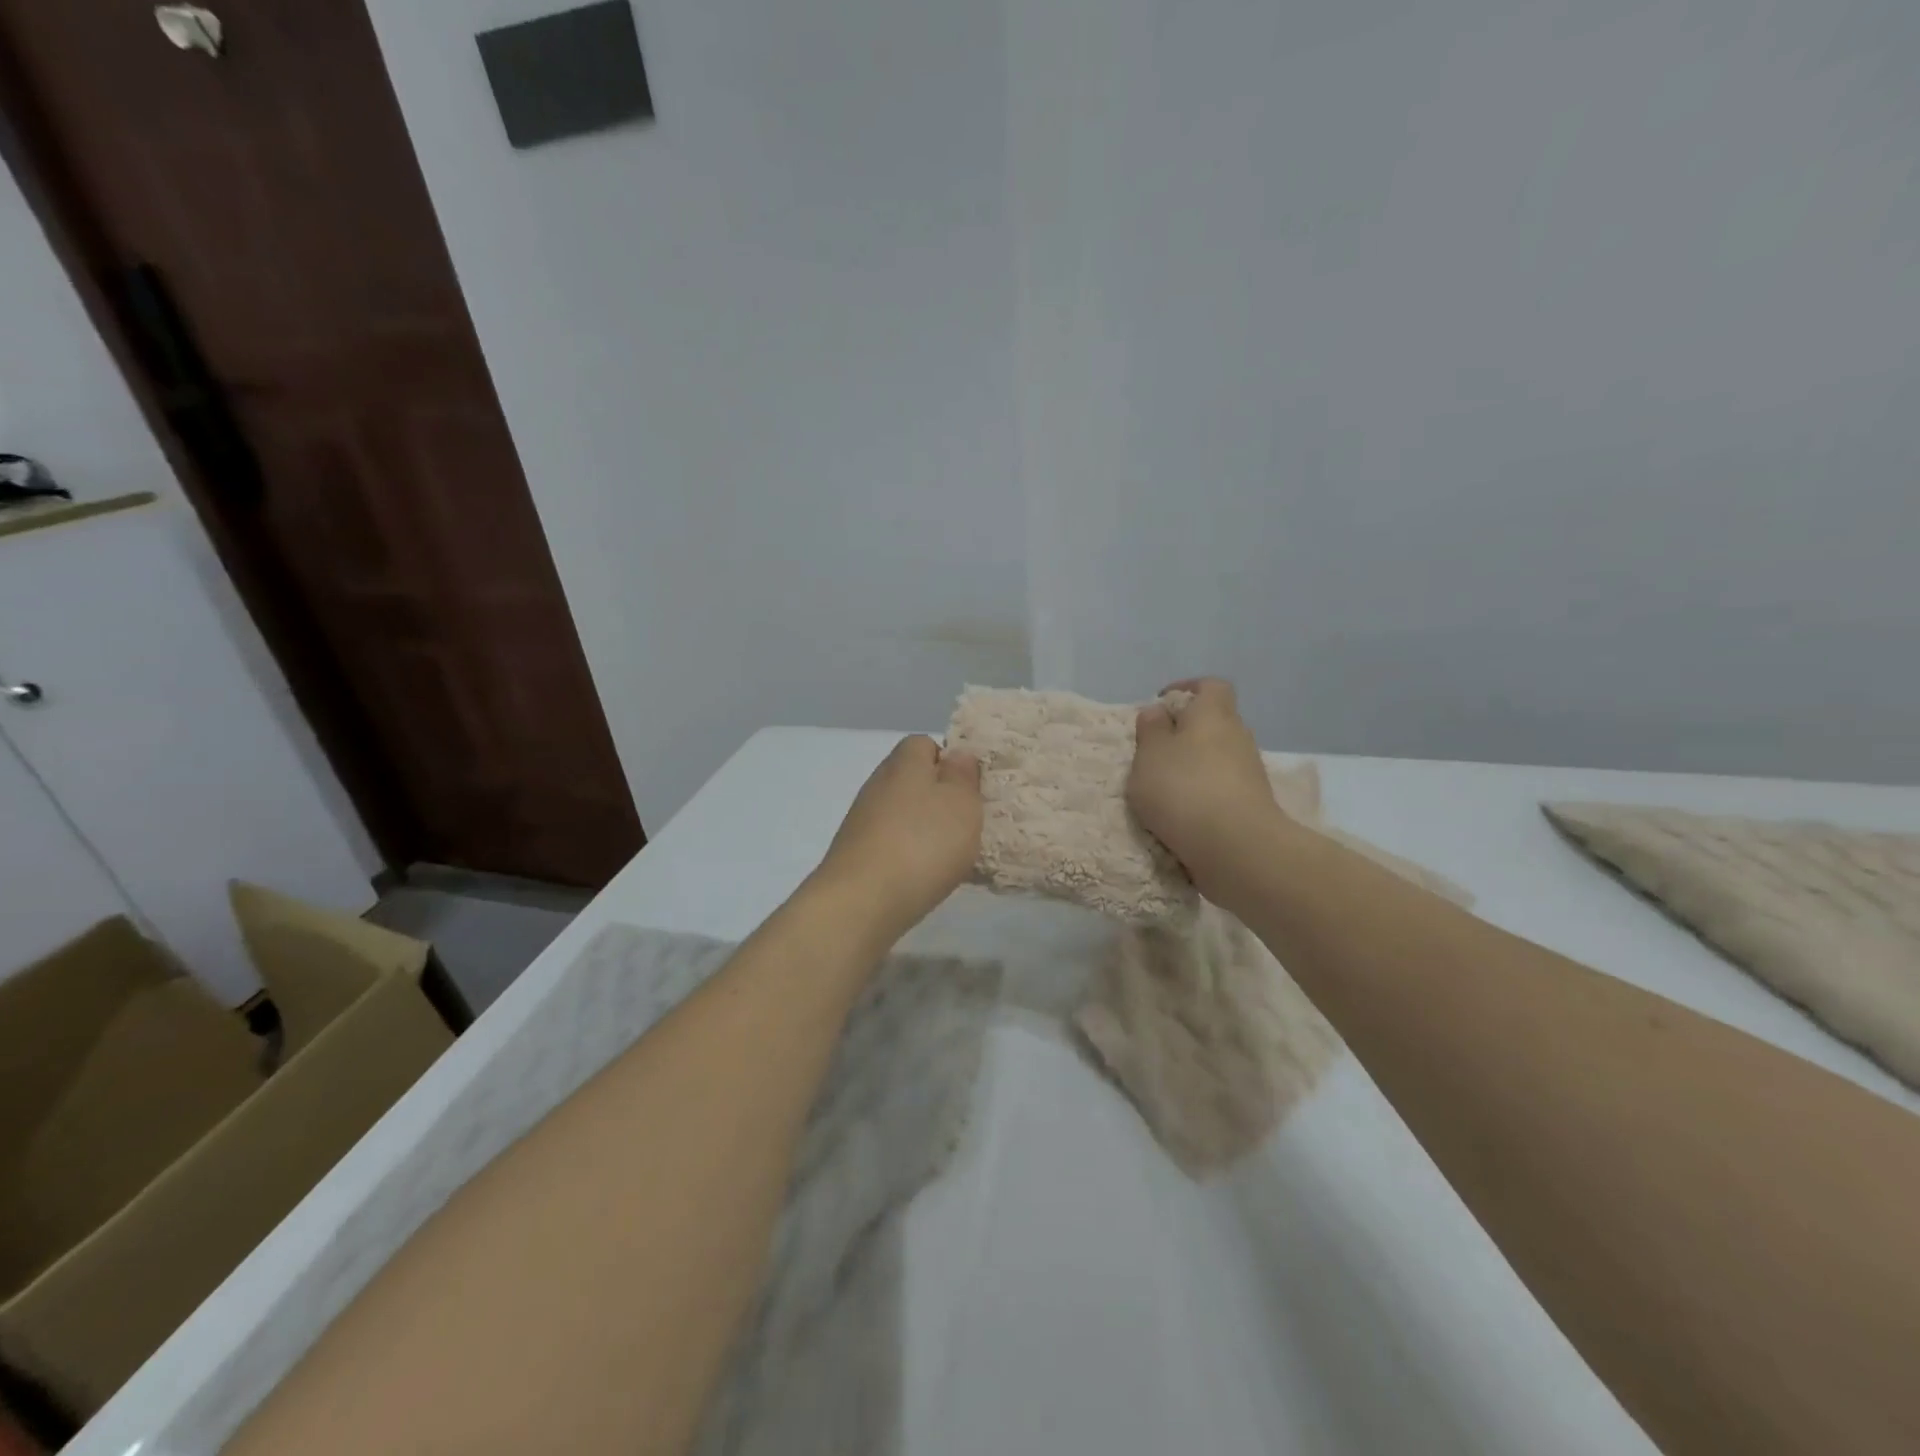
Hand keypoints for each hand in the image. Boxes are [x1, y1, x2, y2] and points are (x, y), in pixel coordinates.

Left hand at [814, 735, 982, 940]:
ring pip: (902, 813)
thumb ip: (963, 775)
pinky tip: (923, 876)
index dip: (950, 762)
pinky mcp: (855, 853)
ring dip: (924, 829)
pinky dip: (908, 854)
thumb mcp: (961, 803)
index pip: (925, 744)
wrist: (861, 901)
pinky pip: (891, 843)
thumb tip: (957, 754)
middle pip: (913, 780)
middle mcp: (878, 784)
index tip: (970, 789)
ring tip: (949, 856)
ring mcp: (862, 820)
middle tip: (966, 824)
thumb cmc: (922, 844)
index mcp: (904, 762)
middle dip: (939, 799)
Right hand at [1128, 678, 1289, 897]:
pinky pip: (1222, 788)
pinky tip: (1181, 814)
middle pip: (1213, 723)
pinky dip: (1202, 794)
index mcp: (1213, 713)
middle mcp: (1237, 736)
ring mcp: (1249, 772)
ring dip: (1193, 767)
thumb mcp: (1149, 754)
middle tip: (1153, 751)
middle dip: (1185, 732)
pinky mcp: (1251, 804)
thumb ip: (1151, 729)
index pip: (1210, 686)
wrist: (1236, 848)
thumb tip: (1159, 711)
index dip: (1186, 689)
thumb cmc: (1184, 789)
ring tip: (1162, 788)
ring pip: (1217, 757)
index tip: (1160, 705)